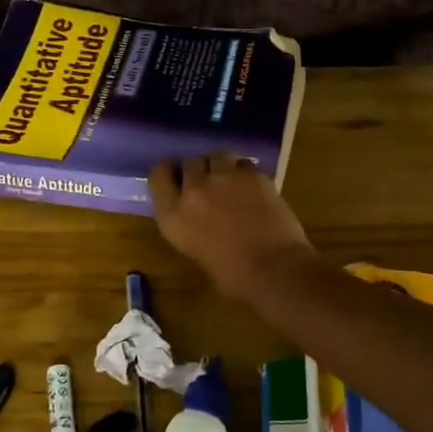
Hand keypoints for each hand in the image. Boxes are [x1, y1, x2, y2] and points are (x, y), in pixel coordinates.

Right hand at [148, 154, 316, 299]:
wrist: (273, 269)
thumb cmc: (233, 276)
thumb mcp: (195, 251)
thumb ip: (190, 225)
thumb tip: (200, 216)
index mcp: (173, 216)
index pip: (158, 176)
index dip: (169, 173)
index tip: (176, 178)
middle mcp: (193, 190)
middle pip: (189, 162)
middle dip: (198, 170)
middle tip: (208, 183)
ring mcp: (224, 178)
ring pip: (216, 156)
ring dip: (220, 165)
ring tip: (230, 179)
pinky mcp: (252, 175)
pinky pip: (243, 163)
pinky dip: (244, 171)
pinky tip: (252, 185)